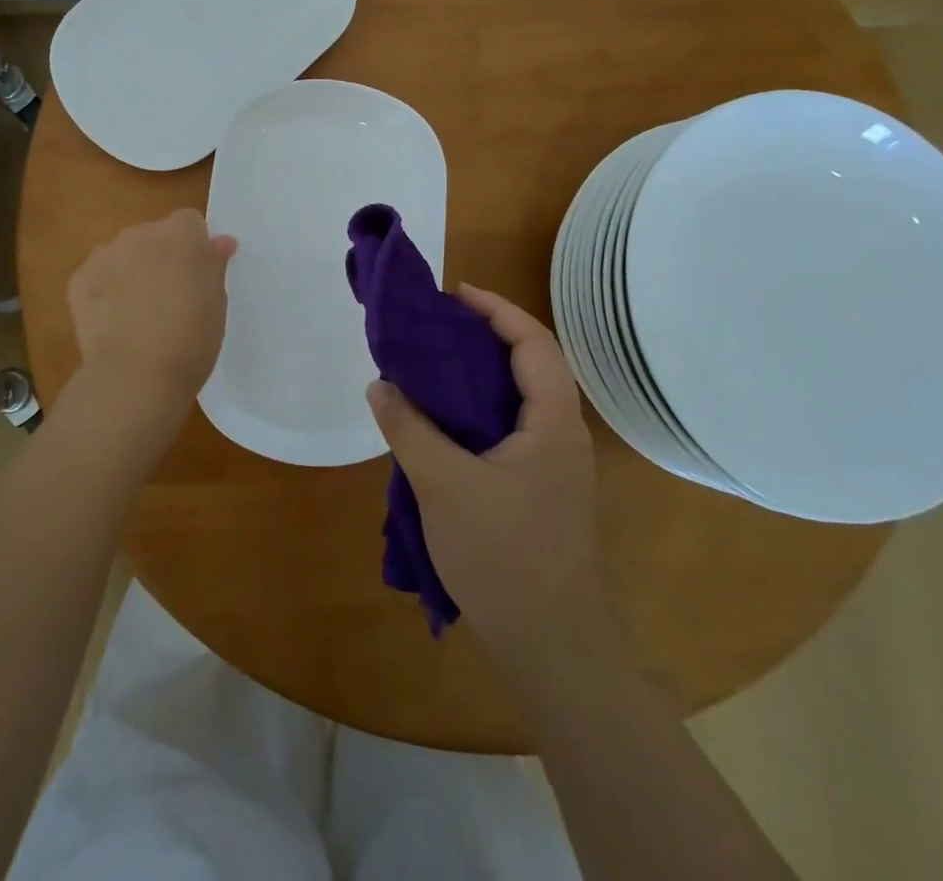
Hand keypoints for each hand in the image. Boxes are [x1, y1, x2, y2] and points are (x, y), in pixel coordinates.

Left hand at [65, 209, 236, 450]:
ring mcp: (105, 254)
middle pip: (154, 235)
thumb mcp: (216, 303)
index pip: (190, 223)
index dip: (194, 248)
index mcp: (181, 235)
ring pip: (123, 253)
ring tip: (137, 313)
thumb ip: (214, 265)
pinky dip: (103, 291)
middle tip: (168, 297)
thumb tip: (220, 242)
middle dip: (160, 257)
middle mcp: (140, 234)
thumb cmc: (190, 340)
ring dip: (131, 271)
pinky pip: (96, 276)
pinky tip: (112, 322)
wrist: (135, 376)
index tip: (197, 277)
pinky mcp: (78, 279)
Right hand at [367, 284, 618, 691]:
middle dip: (488, 334)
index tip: (454, 295)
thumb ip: (409, 428)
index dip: (496, 310)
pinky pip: (513, 427)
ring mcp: (555, 465)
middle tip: (438, 325)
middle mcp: (562, 435)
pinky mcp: (541, 489)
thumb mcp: (444, 485)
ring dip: (484, 371)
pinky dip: (481, 407)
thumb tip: (381, 384)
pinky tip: (445, 420)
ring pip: (522, 397)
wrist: (552, 648)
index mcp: (552, 424)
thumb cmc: (504, 557)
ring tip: (435, 362)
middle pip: (533, 363)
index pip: (534, 343)